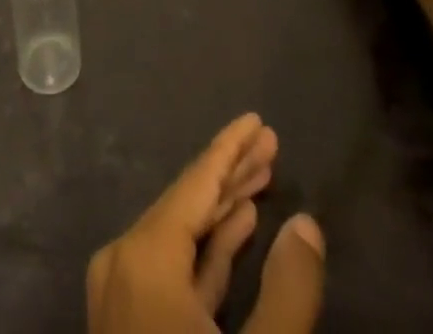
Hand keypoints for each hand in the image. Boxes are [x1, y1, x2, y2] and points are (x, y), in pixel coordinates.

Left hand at [87, 114, 324, 333]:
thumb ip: (289, 292)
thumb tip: (308, 225)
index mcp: (144, 257)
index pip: (196, 183)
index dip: (231, 148)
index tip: (258, 120)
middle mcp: (124, 262)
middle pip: (188, 203)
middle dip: (232, 173)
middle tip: (270, 143)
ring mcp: (123, 296)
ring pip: (182, 237)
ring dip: (223, 210)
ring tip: (262, 178)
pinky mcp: (131, 326)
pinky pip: (174, 270)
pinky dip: (207, 250)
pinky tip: (238, 230)